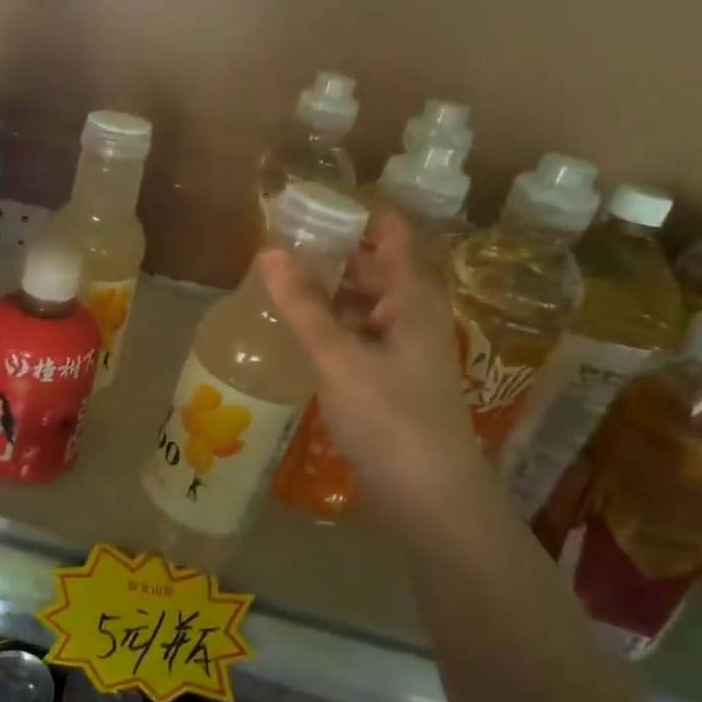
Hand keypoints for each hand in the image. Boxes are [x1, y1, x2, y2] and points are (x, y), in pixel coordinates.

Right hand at [259, 210, 486, 511]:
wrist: (432, 499)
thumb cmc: (391, 417)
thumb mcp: (339, 356)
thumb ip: (303, 305)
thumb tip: (269, 252)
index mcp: (413, 297)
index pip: (392, 232)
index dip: (357, 212)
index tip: (310, 203)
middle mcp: (415, 315)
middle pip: (376, 266)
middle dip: (333, 251)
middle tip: (280, 242)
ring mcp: (406, 349)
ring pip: (366, 303)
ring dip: (330, 290)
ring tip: (280, 282)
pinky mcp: (393, 379)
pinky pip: (361, 335)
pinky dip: (333, 324)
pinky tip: (300, 331)